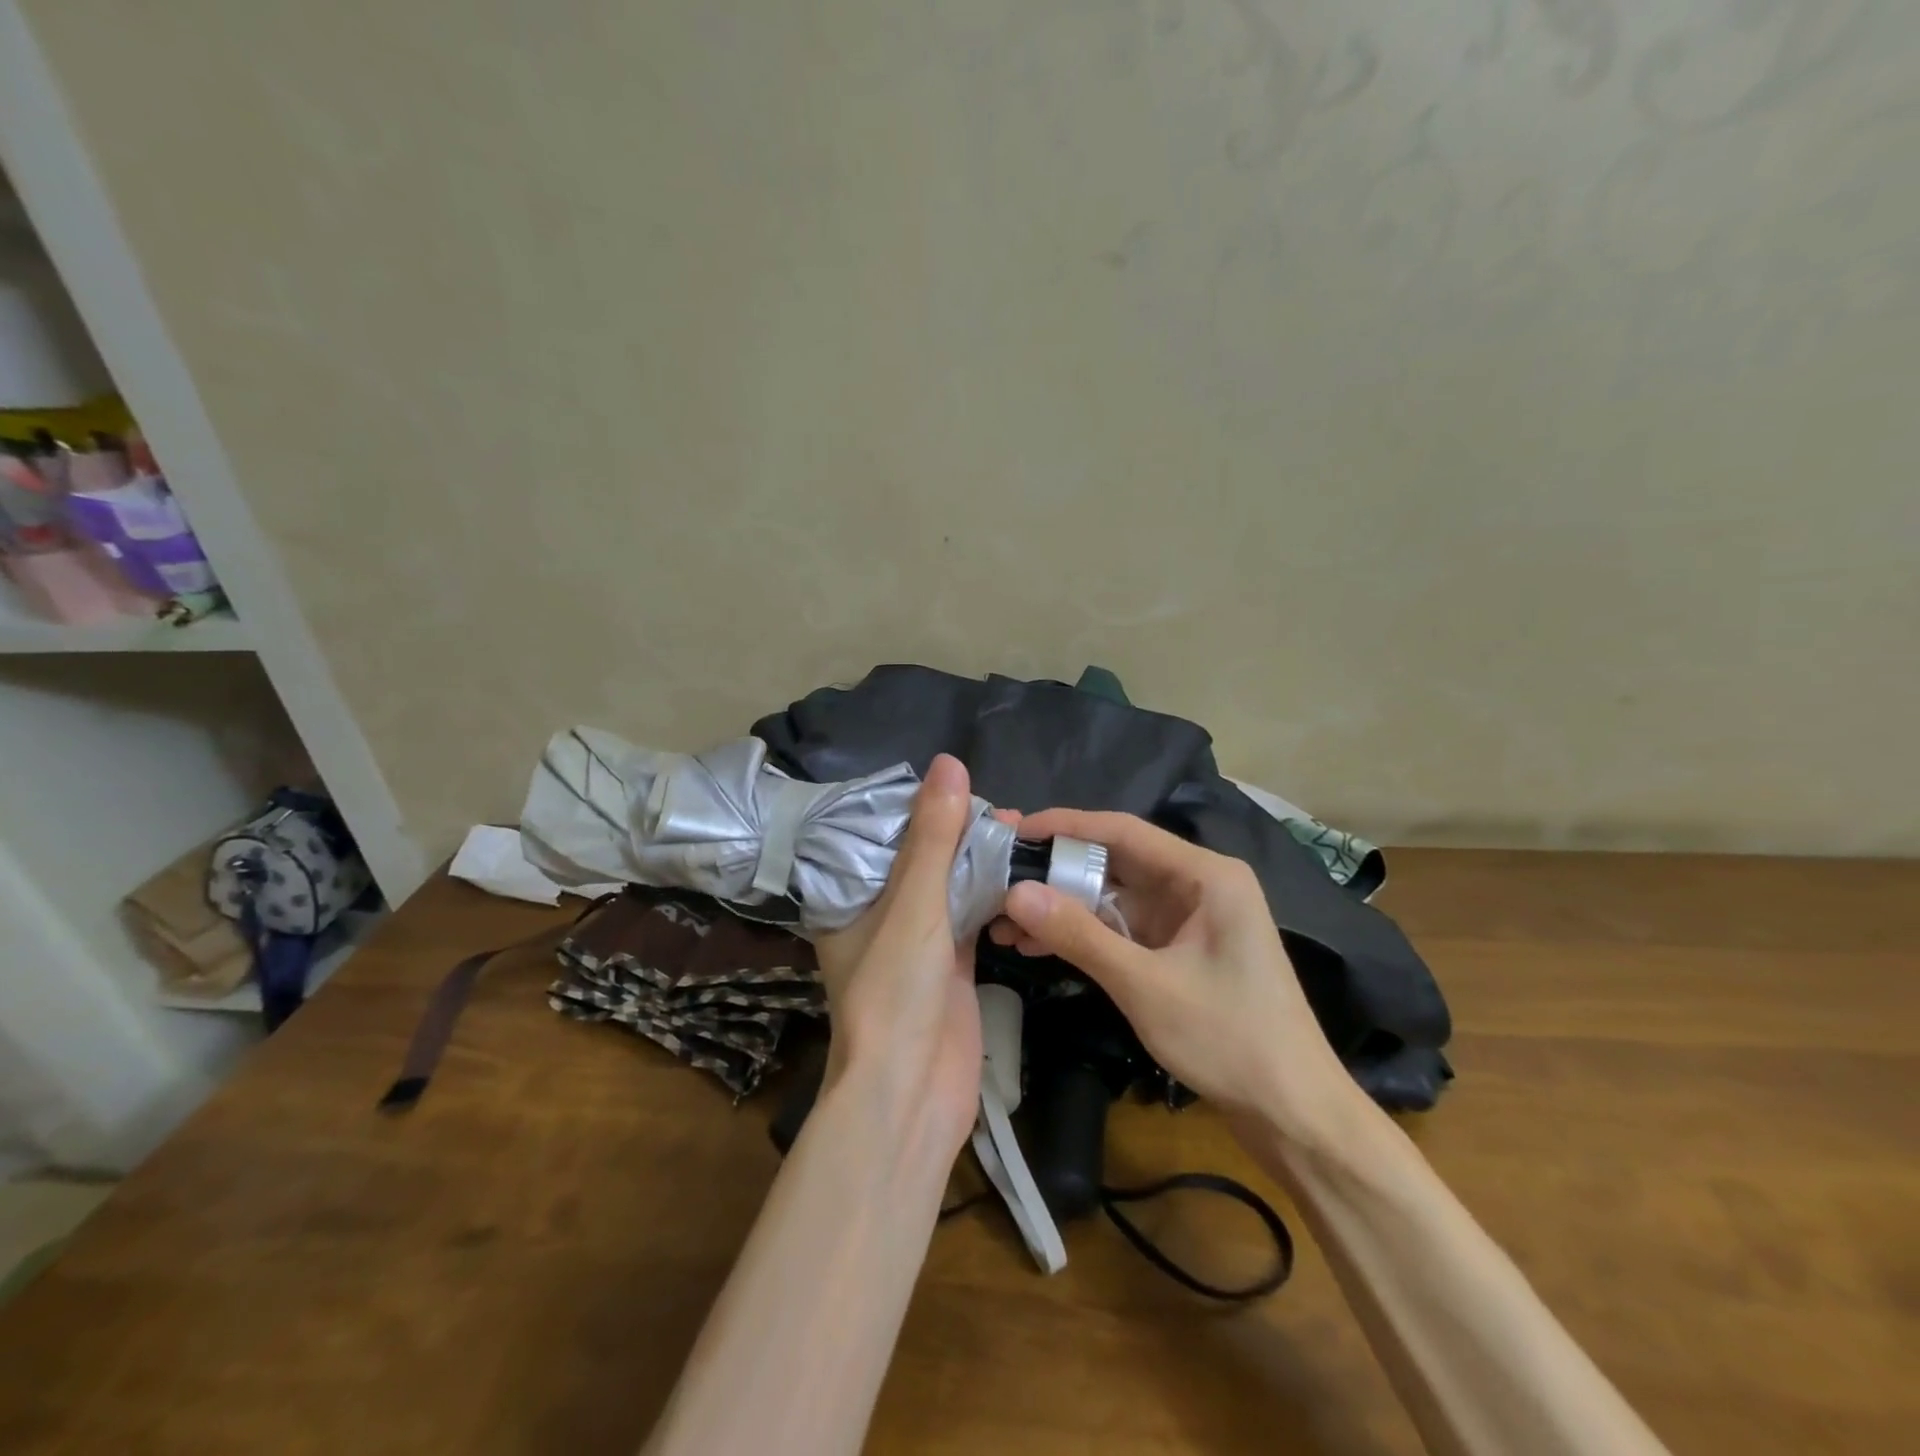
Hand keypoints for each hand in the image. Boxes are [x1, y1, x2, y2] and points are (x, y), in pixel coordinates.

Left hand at [811, 754, 986, 1163]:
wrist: (910, 1096)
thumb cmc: (895, 993)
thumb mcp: (913, 905)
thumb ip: (933, 837)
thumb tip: (950, 762)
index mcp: (850, 898)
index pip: (880, 835)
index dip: (917, 806)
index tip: (957, 780)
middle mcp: (880, 916)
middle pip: (921, 859)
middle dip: (958, 833)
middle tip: (1003, 808)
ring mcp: (919, 943)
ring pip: (950, 887)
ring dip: (981, 863)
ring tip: (1019, 830)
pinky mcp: (952, 966)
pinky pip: (973, 917)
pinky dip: (995, 897)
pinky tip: (1024, 872)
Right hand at [991, 808, 1358, 1139]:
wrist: (1294, 1114)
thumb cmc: (1230, 1040)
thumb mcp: (1145, 985)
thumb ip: (1079, 935)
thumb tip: (1014, 893)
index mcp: (1205, 875)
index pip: (1122, 831)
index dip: (1064, 826)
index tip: (1011, 830)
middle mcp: (1197, 885)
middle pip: (1113, 862)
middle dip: (1054, 872)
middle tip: (996, 878)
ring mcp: (1188, 919)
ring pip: (1111, 898)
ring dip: (1061, 908)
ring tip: (1001, 922)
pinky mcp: (1178, 950)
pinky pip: (1120, 928)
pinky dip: (1082, 935)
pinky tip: (1036, 945)